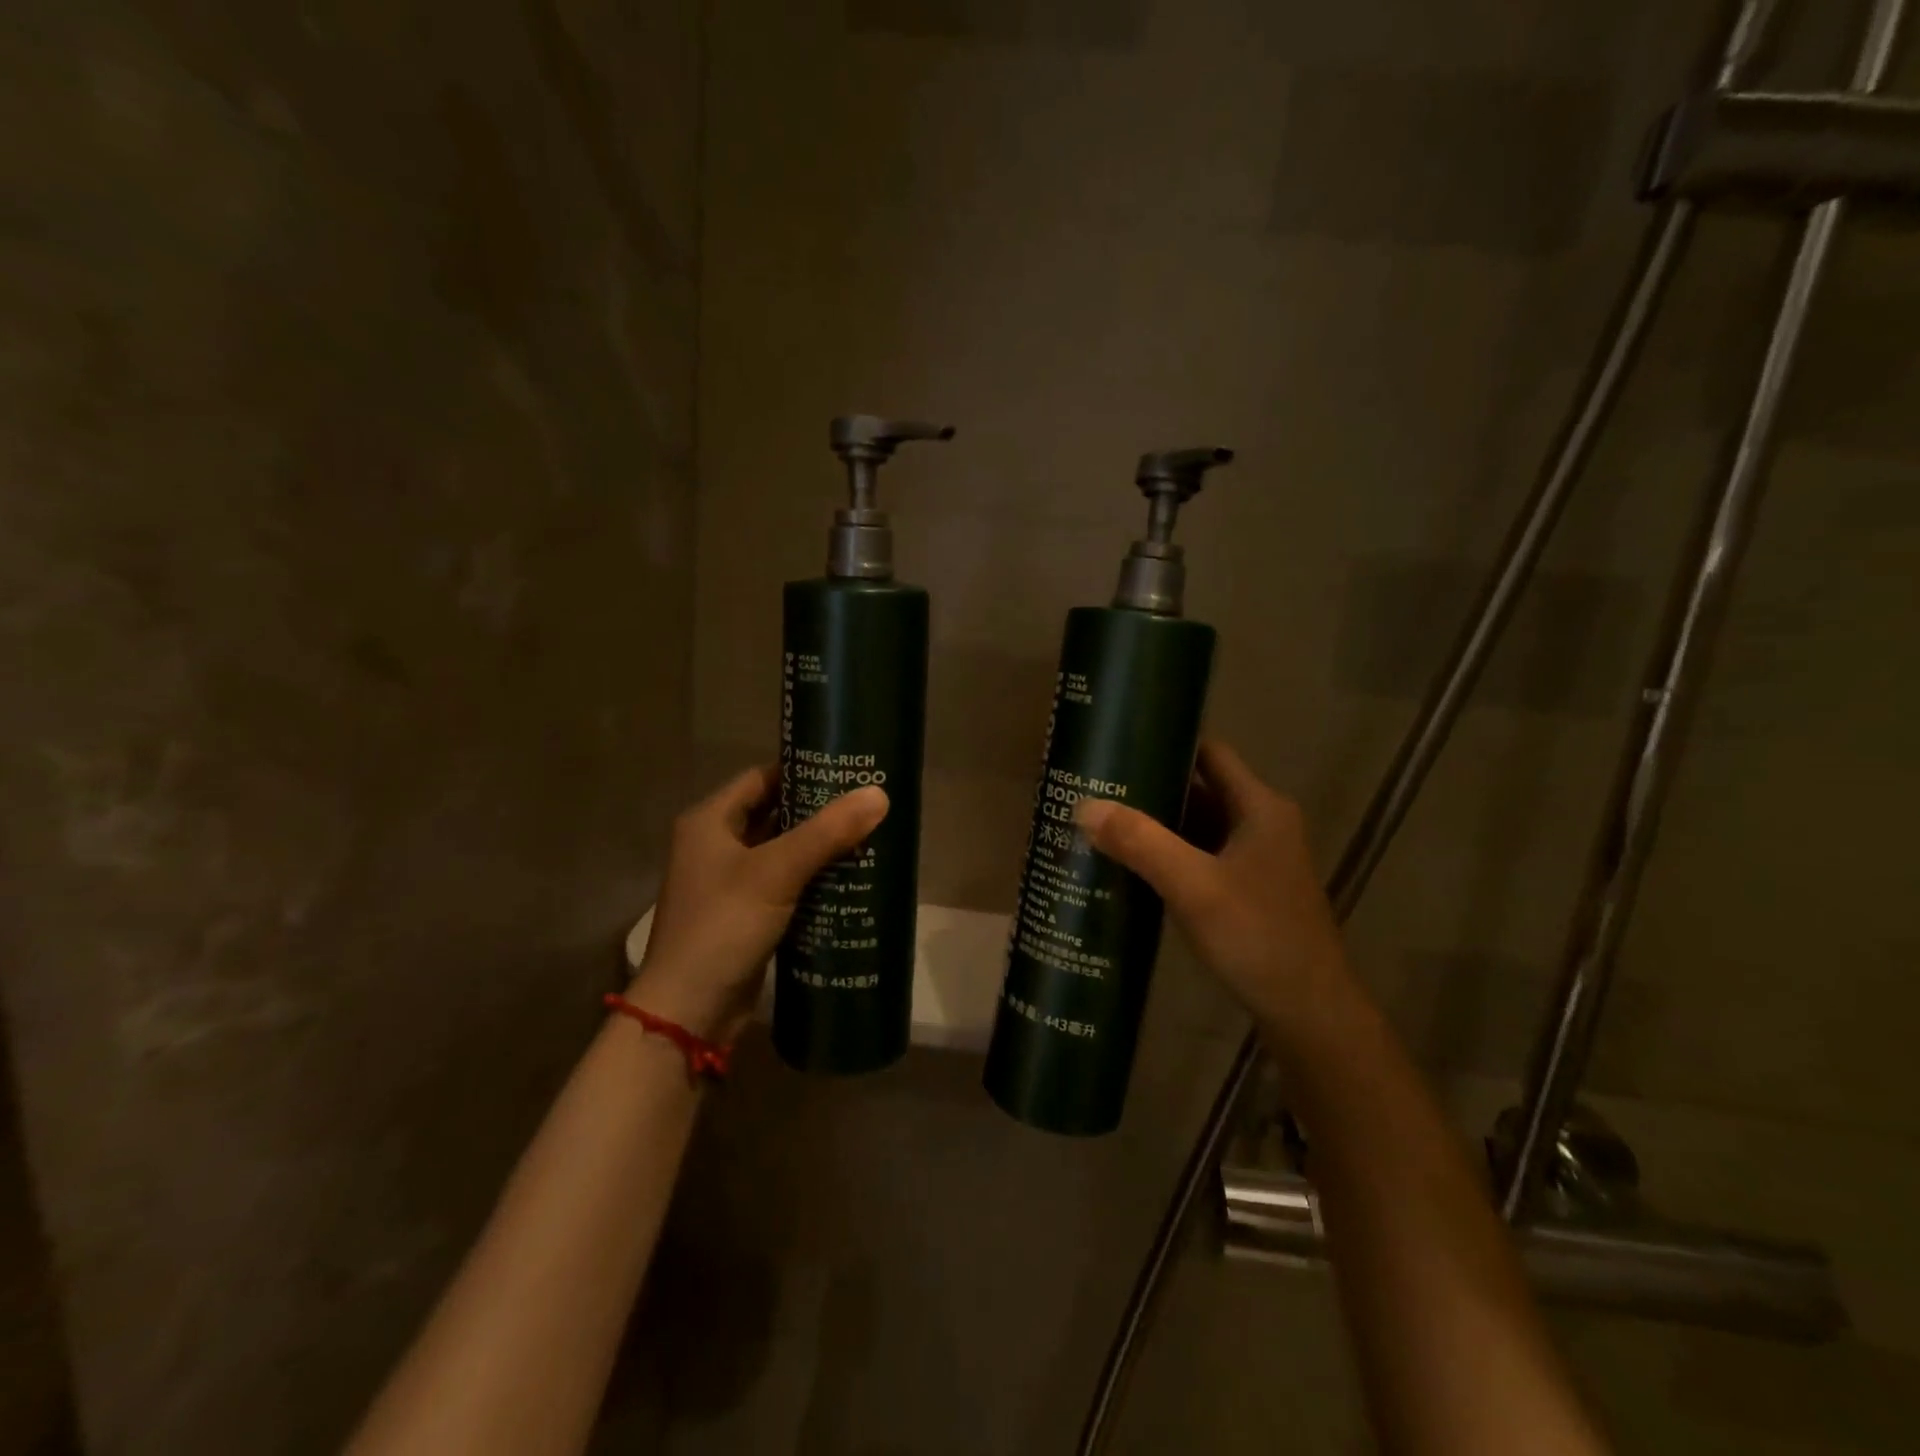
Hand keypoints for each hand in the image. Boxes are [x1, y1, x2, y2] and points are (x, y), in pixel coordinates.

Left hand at [629, 766, 888, 1040]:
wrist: (688, 1012)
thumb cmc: (723, 926)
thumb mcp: (777, 872)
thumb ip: (827, 832)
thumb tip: (879, 794)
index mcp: (710, 822)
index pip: (762, 778)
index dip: (802, 771)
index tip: (847, 771)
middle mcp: (714, 845)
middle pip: (773, 814)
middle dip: (818, 812)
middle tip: (866, 805)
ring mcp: (728, 883)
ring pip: (781, 851)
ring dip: (818, 847)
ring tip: (867, 837)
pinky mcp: (744, 915)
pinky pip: (783, 884)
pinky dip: (811, 879)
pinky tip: (848, 880)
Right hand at [1073, 739, 1344, 1030]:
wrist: (1309, 1013)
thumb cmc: (1258, 937)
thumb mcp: (1194, 886)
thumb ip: (1141, 842)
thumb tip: (1083, 805)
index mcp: (1259, 807)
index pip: (1208, 753)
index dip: (1166, 743)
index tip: (1118, 745)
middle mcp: (1260, 824)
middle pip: (1199, 789)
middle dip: (1150, 788)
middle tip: (1095, 788)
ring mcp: (1255, 859)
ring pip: (1197, 827)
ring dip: (1156, 824)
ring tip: (1101, 822)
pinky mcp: (1246, 890)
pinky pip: (1199, 857)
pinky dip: (1167, 855)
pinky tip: (1129, 865)